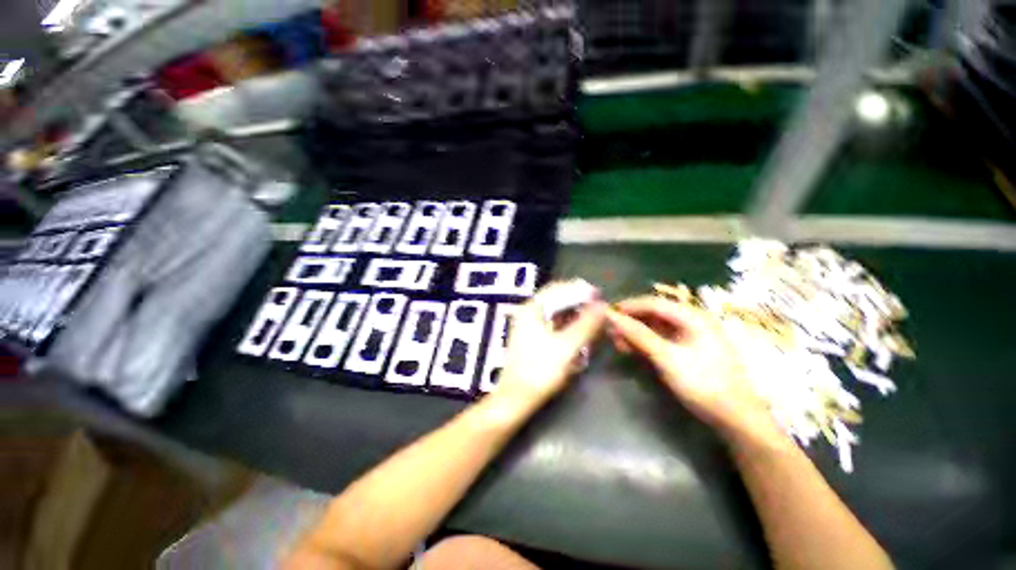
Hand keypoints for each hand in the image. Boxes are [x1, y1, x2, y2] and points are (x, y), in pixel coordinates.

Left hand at [493, 281, 606, 409]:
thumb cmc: (540, 370)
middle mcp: (528, 311)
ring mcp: (528, 324)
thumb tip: (604, 306)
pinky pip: (552, 323)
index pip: (558, 288)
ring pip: (555, 312)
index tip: (600, 295)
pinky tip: (579, 332)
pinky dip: (567, 325)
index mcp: (532, 308)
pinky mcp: (532, 337)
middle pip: (557, 299)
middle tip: (599, 309)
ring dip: (574, 314)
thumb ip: (586, 324)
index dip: (580, 289)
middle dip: (578, 302)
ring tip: (593, 320)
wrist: (516, 398)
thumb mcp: (567, 346)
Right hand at [606, 296, 778, 439]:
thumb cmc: (702, 383)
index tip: (607, 314)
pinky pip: (660, 339)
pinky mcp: (686, 350)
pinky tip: (630, 349)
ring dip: (634, 333)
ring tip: (616, 342)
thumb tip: (611, 316)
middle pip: (653, 314)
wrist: (735, 418)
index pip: (653, 303)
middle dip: (630, 321)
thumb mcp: (666, 357)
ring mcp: (689, 336)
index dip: (628, 306)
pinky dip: (644, 343)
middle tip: (609, 331)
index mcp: (692, 317)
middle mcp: (691, 321)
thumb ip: (638, 334)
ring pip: (655, 327)